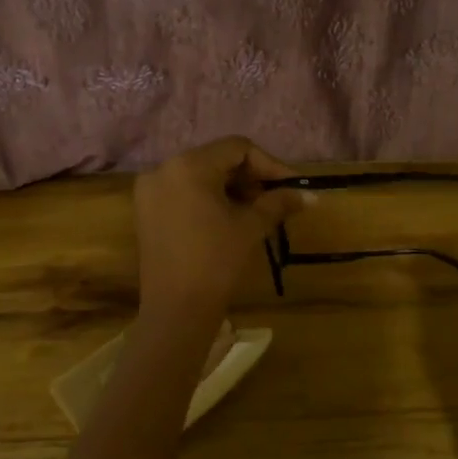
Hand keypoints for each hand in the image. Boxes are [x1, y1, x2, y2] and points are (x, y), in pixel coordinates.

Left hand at [132, 137, 304, 321]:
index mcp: (189, 165)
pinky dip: (207, 198)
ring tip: (254, 212)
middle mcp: (163, 168)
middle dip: (249, 177)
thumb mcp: (251, 227)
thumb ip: (279, 202)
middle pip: (216, 159)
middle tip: (274, 200)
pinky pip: (183, 191)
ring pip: (199, 176)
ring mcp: (150, 190)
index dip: (268, 165)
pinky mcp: (146, 211)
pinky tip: (227, 219)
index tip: (290, 186)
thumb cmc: (217, 262)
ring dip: (230, 188)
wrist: (177, 309)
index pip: (237, 148)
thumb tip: (311, 195)